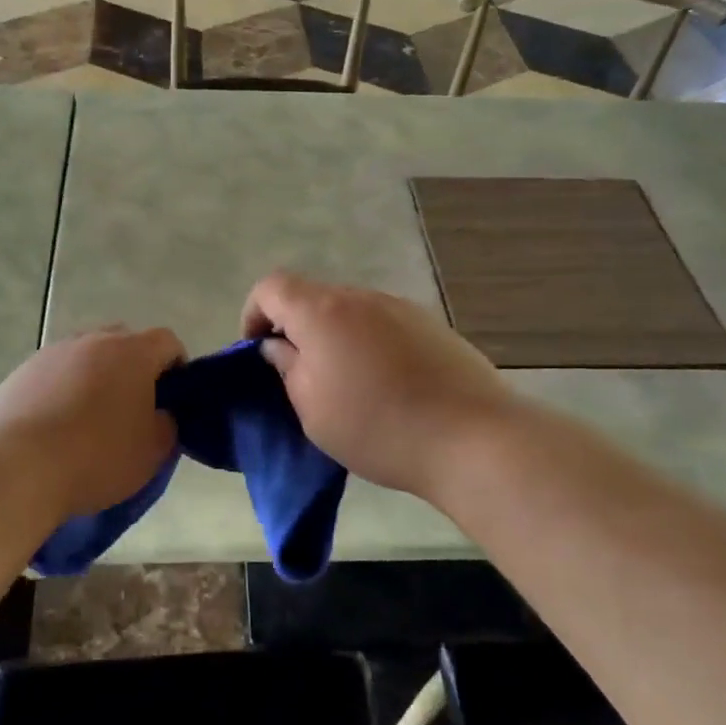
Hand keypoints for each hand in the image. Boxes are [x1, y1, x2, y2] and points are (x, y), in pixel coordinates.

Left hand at [0, 326, 185, 519]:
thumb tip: (160, 414)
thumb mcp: (152, 451)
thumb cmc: (97, 457)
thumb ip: (167, 425)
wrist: (16, 469)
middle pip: (123, 341)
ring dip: (93, 378)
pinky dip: (59, 393)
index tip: (173, 399)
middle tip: (132, 407)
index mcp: (132, 352)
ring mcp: (50, 354)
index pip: (167, 342)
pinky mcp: (18, 374)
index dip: (177, 367)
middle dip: (133, 367)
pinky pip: (51, 377)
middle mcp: (91, 341)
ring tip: (88, 421)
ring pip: (83, 357)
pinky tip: (53, 430)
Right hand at [241, 273, 517, 503]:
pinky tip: (386, 384)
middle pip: (313, 297)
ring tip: (345, 383)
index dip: (254, 314)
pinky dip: (369, 344)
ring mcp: (401, 308)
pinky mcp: (432, 326)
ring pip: (350, 311)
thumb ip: (287, 367)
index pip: (272, 287)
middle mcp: (361, 297)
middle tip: (299, 374)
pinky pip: (383, 325)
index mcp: (323, 311)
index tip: (258, 352)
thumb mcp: (311, 408)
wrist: (471, 437)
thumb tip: (278, 345)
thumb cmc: (376, 426)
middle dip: (295, 328)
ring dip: (334, 337)